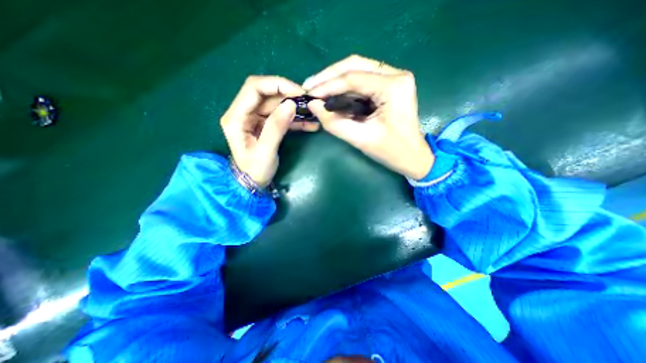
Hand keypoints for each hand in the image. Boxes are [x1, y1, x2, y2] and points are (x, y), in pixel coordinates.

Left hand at [222, 74, 320, 186]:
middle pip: (267, 94)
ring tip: (312, 113)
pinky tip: (309, 123)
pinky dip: (294, 119)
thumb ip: (276, 127)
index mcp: (236, 117)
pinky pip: (280, 116)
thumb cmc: (255, 170)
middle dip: (288, 95)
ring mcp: (254, 118)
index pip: (254, 88)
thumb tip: (291, 104)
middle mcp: (243, 113)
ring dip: (294, 107)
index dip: (277, 85)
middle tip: (308, 102)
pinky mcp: (264, 124)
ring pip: (276, 104)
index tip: (299, 92)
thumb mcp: (265, 151)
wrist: (253, 182)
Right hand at [303, 56, 433, 179]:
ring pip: (358, 70)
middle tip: (310, 87)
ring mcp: (394, 78)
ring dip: (335, 80)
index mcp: (393, 86)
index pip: (353, 78)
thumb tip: (313, 106)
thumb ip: (335, 123)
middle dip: (329, 76)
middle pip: (355, 65)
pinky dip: (345, 87)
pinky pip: (363, 80)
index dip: (327, 85)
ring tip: (317, 90)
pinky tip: (333, 95)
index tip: (309, 95)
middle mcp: (396, 75)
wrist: (413, 157)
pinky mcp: (390, 86)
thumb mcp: (361, 139)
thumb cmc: (391, 151)